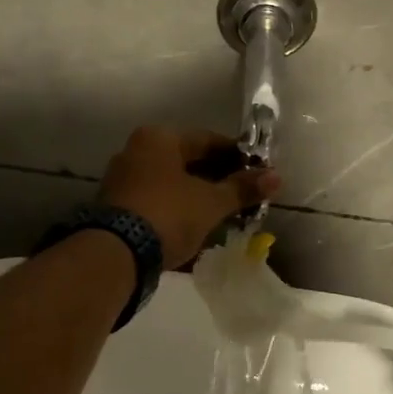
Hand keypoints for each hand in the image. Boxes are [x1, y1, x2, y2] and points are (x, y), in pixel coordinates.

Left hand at [99, 126, 277, 269]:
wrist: (116, 254)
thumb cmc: (169, 214)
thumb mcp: (211, 202)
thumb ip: (242, 188)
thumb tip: (276, 177)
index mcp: (160, 138)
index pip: (208, 140)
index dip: (237, 157)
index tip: (258, 172)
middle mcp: (137, 150)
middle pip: (188, 160)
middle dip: (218, 178)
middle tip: (243, 195)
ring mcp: (123, 179)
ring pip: (172, 182)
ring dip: (198, 195)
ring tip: (224, 213)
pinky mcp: (116, 206)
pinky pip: (157, 200)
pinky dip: (178, 208)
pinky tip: (196, 225)